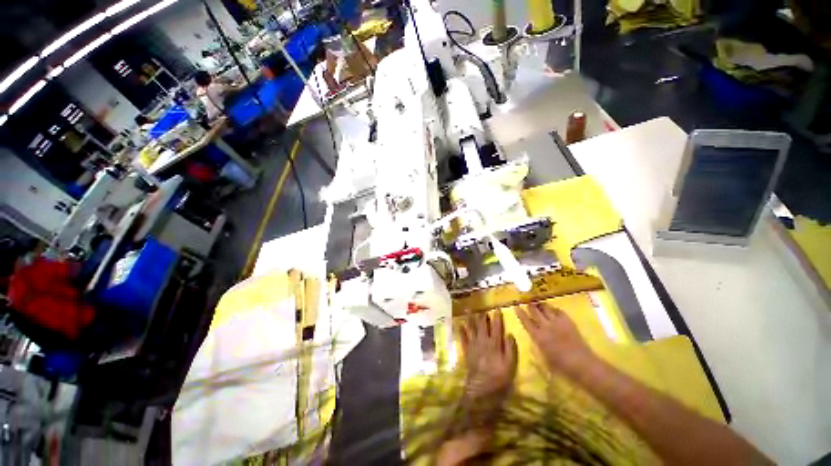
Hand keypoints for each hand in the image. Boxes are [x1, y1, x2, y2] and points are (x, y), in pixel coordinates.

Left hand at [458, 311, 517, 402]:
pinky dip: (461, 331)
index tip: (497, 309)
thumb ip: (510, 349)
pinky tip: (459, 325)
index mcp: (494, 344)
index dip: (497, 318)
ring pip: (472, 329)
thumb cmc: (498, 378)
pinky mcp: (467, 351)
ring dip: (470, 319)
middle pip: (482, 326)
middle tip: (482, 308)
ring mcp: (473, 345)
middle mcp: (483, 341)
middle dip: (483, 316)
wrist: (481, 389)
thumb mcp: (510, 365)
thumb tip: (509, 334)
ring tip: (468, 310)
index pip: (496, 327)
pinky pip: (463, 339)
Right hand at [516, 303, 595, 376]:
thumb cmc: (562, 367)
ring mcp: (557, 322)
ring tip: (538, 302)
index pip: (526, 321)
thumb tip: (534, 339)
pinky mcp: (568, 321)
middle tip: (527, 301)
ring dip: (541, 305)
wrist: (582, 364)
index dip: (520, 313)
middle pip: (535, 311)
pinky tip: (552, 309)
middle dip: (530, 305)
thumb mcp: (544, 359)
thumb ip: (538, 346)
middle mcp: (545, 326)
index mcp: (538, 336)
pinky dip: (554, 309)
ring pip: (546, 308)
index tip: (516, 307)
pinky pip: (558, 311)